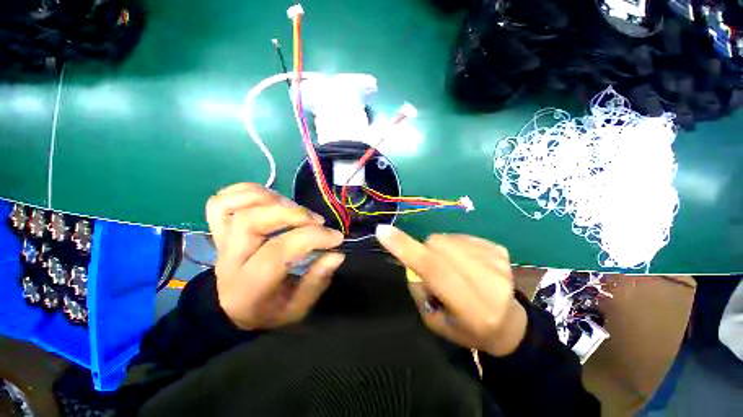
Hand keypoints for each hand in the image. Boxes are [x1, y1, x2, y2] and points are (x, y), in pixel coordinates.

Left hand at [206, 183, 344, 329]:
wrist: (233, 308)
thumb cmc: (269, 310)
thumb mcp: (297, 308)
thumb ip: (317, 281)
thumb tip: (337, 254)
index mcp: (248, 285)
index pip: (277, 251)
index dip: (312, 238)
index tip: (336, 237)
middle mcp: (230, 259)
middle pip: (251, 221)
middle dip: (292, 214)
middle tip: (317, 220)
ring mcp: (221, 240)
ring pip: (237, 206)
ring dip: (273, 199)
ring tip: (297, 210)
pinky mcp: (219, 228)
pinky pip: (221, 201)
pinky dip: (247, 192)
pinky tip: (270, 199)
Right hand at [375, 225, 526, 356]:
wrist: (508, 323)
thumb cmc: (466, 328)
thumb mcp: (433, 321)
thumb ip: (418, 287)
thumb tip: (410, 254)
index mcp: (474, 310)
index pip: (435, 270)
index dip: (407, 249)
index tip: (383, 231)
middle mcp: (490, 282)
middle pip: (438, 247)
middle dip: (425, 252)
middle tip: (431, 269)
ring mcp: (498, 262)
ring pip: (447, 239)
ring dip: (439, 251)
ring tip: (451, 269)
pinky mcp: (499, 249)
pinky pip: (459, 236)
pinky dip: (453, 247)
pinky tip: (464, 263)